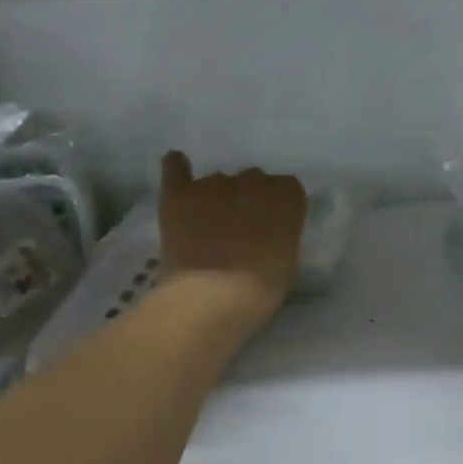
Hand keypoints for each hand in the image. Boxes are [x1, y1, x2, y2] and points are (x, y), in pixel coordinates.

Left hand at [158, 153, 307, 326]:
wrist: (212, 296)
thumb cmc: (260, 289)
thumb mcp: (287, 261)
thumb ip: (280, 234)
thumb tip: (266, 231)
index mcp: (286, 196)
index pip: (286, 188)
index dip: (276, 208)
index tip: (270, 229)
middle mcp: (253, 180)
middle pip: (252, 181)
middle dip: (246, 201)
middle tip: (239, 233)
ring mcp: (214, 183)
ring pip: (217, 181)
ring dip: (216, 198)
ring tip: (206, 229)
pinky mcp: (179, 193)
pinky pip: (175, 166)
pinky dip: (176, 168)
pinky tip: (177, 169)